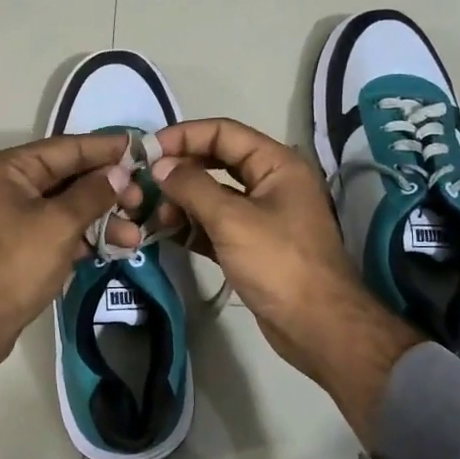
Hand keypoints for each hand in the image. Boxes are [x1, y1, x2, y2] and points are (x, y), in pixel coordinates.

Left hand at [0, 133, 129, 438]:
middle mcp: (9, 185)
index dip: (105, 148)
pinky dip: (87, 236)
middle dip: (108, 189)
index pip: (66, 148)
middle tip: (143, 198)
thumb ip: (93, 193)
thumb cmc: (14, 264)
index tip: (140, 146)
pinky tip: (118, 246)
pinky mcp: (22, 246)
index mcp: (9, 169)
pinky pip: (61, 230)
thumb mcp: (59, 224)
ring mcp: (14, 217)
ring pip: (68, 206)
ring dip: (103, 218)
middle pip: (69, 177)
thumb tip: (120, 172)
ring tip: (136, 233)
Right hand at [149, 118, 421, 439]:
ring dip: (181, 201)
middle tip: (142, 184)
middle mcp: (270, 182)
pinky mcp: (251, 245)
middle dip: (179, 171)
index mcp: (276, 164)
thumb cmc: (278, 263)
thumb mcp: (232, 219)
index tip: (147, 151)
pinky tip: (164, 233)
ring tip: (152, 216)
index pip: (224, 133)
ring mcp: (261, 215)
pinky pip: (215, 224)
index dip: (184, 136)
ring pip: (213, 195)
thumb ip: (192, 187)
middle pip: (216, 162)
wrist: (317, 326)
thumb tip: (160, 166)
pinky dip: (191, 226)